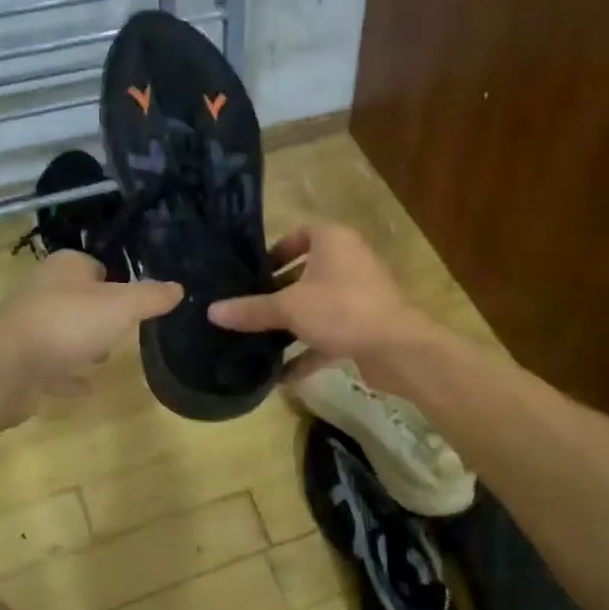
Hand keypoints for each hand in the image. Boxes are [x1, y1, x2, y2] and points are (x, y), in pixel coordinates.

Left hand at [0, 251, 181, 421]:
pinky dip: (67, 375)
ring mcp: (28, 327)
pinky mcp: (20, 361)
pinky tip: (86, 387)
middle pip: (77, 298)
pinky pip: (51, 366)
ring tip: (106, 356)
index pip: (93, 265)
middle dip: (98, 312)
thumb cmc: (68, 323)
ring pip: (62, 331)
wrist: (6, 366)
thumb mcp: (122, 306)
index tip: (134, 299)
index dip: (115, 280)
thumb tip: (178, 288)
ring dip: (82, 342)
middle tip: (124, 328)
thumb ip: (151, 297)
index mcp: (65, 268)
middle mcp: (42, 291)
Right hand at [207, 222, 431, 385]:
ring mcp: (361, 295)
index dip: (276, 251)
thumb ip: (251, 310)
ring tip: (260, 341)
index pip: (301, 234)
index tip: (253, 273)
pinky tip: (283, 375)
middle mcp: (349, 261)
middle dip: (279, 293)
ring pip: (319, 305)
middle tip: (250, 308)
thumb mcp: (288, 308)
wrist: (397, 348)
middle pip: (308, 273)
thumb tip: (211, 311)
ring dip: (293, 324)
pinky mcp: (366, 325)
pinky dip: (310, 351)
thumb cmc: (341, 309)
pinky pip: (331, 334)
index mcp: (333, 241)